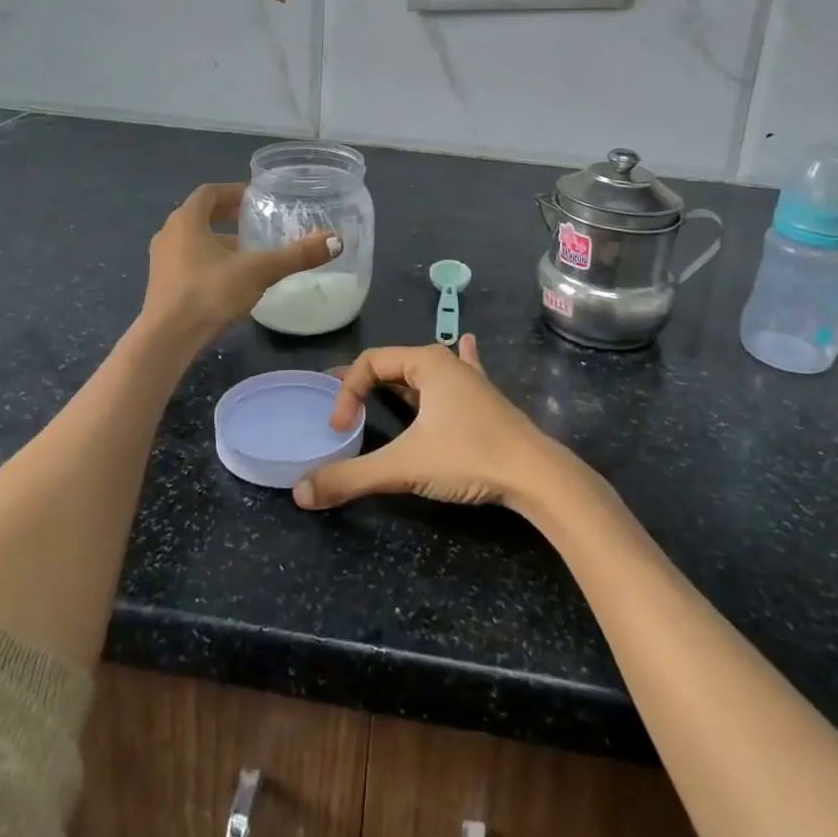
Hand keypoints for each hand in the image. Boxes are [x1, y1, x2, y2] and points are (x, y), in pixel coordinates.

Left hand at [142, 182, 339, 342]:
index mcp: (186, 220)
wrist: (167, 340)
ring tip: (248, 252)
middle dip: (227, 217)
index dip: (233, 192)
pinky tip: (230, 280)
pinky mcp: (162, 286)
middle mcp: (169, 234)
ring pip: (193, 241)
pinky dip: (209, 262)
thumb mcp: (258, 271)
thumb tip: (336, 241)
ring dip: (218, 241)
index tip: (255, 198)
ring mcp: (162, 262)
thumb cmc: (209, 293)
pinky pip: (188, 262)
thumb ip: (296, 255)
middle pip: (200, 215)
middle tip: (255, 221)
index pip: (209, 193)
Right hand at [293, 336, 567, 512]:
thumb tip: (301, 493)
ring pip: (425, 371)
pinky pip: (461, 373)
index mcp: (427, 362)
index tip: (338, 430)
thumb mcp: (404, 466)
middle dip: (366, 381)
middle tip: (342, 403)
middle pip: (394, 363)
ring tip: (379, 384)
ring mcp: (470, 381)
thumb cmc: (468, 456)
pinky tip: (467, 343)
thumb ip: (352, 477)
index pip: (370, 363)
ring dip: (401, 377)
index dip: (346, 392)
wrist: (536, 476)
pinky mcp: (485, 401)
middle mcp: (448, 363)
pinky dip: (454, 363)